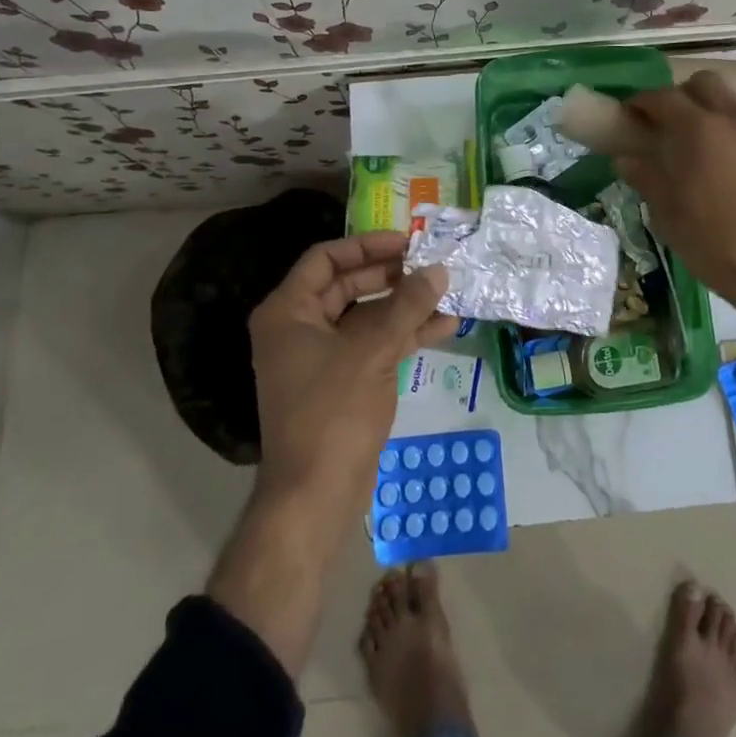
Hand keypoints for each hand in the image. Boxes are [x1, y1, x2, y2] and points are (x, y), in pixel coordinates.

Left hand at [248, 232, 455, 507]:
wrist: (316, 495)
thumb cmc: (333, 412)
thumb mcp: (372, 351)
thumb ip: (407, 305)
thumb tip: (438, 269)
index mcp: (288, 312)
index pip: (325, 259)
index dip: (366, 245)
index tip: (406, 242)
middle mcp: (299, 328)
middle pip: (348, 285)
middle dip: (391, 275)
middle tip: (430, 265)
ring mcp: (321, 357)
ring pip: (366, 317)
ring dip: (404, 305)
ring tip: (446, 293)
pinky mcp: (342, 382)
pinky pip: (374, 345)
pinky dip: (404, 335)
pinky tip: (444, 327)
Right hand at [614, 73, 735, 385]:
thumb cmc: (716, 247)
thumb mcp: (668, 216)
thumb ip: (646, 177)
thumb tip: (626, 157)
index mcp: (698, 132)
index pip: (663, 97)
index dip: (642, 101)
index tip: (633, 115)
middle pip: (707, 84)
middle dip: (686, 96)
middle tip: (676, 126)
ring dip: (723, 126)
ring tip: (721, 164)